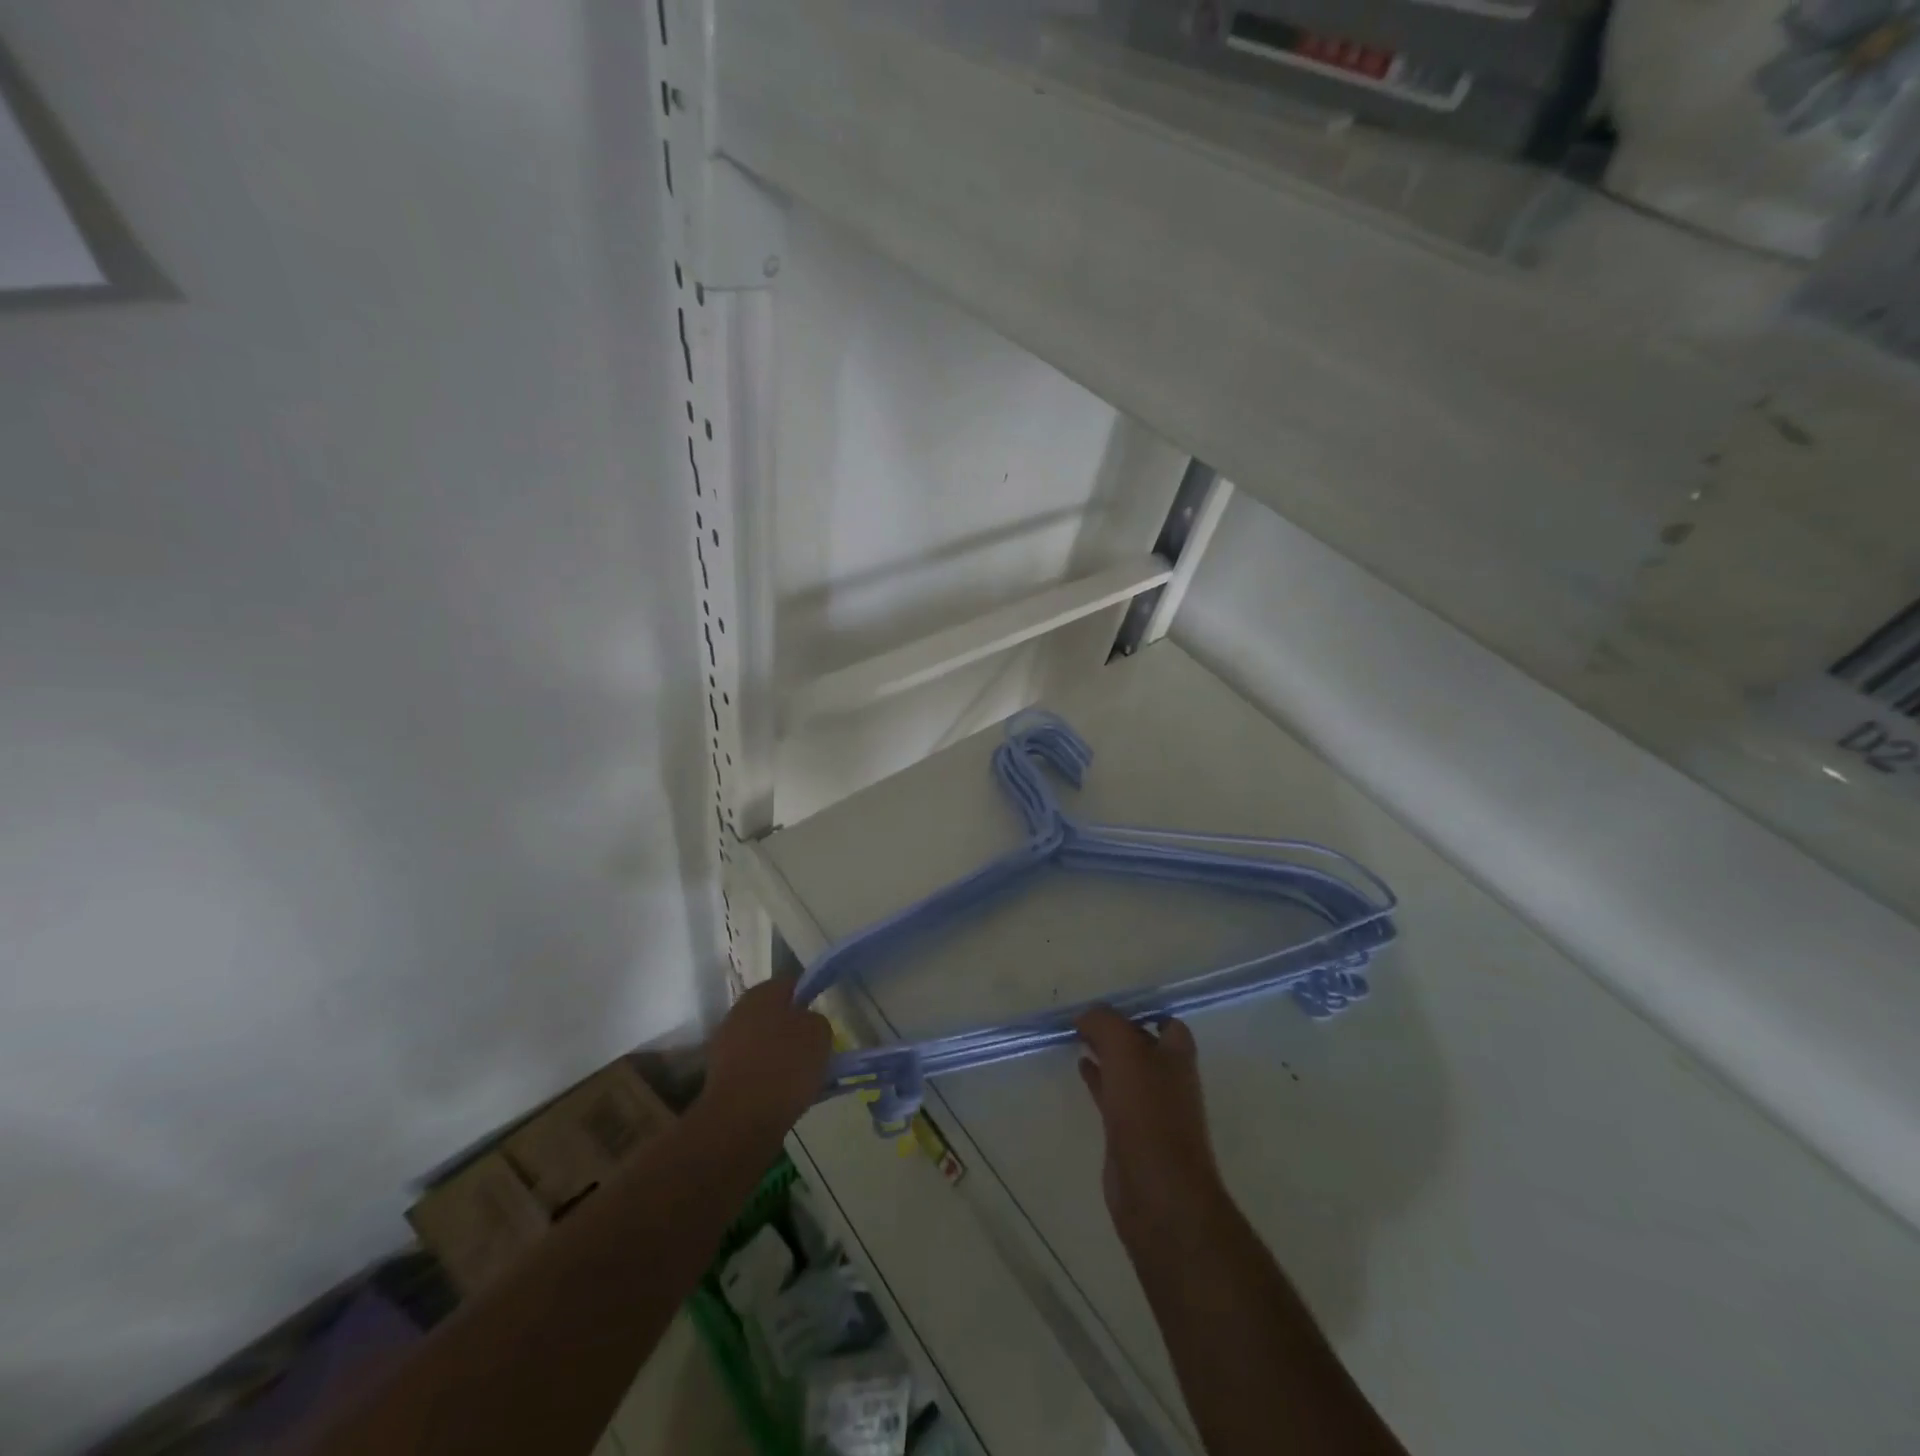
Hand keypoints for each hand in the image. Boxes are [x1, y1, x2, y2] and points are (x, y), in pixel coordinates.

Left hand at [700, 977, 832, 1137]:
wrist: (741, 1119)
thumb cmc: (785, 1065)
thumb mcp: (820, 1034)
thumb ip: (816, 1021)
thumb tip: (806, 1024)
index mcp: (762, 992)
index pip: (792, 984)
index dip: (809, 998)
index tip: (822, 1019)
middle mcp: (739, 1011)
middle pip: (774, 1013)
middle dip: (793, 1028)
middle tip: (815, 1048)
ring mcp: (725, 1043)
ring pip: (762, 1041)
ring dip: (779, 1053)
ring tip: (802, 1076)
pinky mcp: (719, 1075)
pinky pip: (752, 1067)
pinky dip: (766, 1076)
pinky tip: (782, 1093)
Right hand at [1075, 1008, 1229, 1248]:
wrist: (1157, 1192)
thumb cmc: (1148, 1113)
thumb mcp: (1125, 1052)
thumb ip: (1105, 1023)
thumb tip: (1086, 1015)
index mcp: (1177, 1058)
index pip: (1168, 1024)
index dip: (1143, 1012)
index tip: (1110, 1007)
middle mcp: (1168, 1080)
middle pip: (1143, 1046)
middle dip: (1118, 1031)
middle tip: (1085, 1019)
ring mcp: (1150, 1109)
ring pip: (1126, 1070)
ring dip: (1105, 1053)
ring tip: (1077, 1038)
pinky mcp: (1130, 1134)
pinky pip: (1112, 1095)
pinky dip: (1097, 1079)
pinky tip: (1080, 1068)